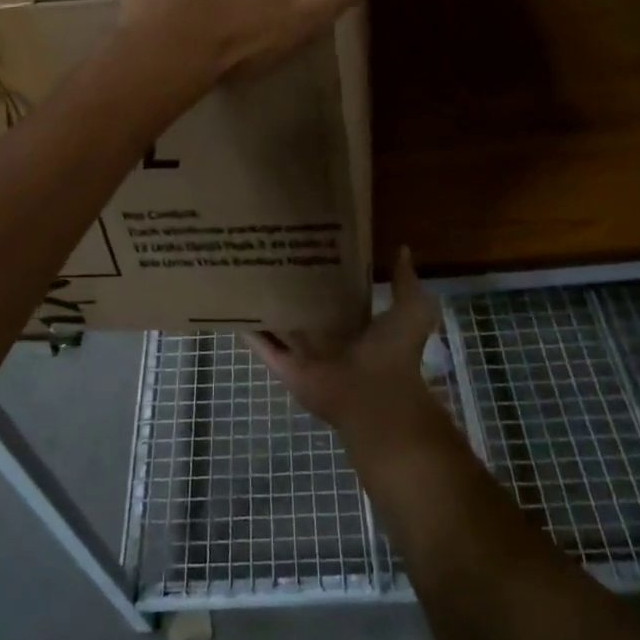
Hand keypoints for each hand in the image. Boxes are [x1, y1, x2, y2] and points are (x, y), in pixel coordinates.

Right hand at [244, 247, 441, 438]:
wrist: (378, 399)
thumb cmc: (395, 353)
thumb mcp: (410, 309)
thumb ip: (404, 281)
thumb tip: (403, 249)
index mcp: (355, 323)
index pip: (332, 291)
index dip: (320, 268)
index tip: (304, 241)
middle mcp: (326, 336)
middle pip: (300, 306)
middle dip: (286, 283)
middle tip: (266, 248)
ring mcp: (303, 353)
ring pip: (277, 323)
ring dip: (261, 304)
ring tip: (240, 269)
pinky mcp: (285, 367)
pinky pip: (261, 345)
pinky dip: (246, 329)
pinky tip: (230, 304)